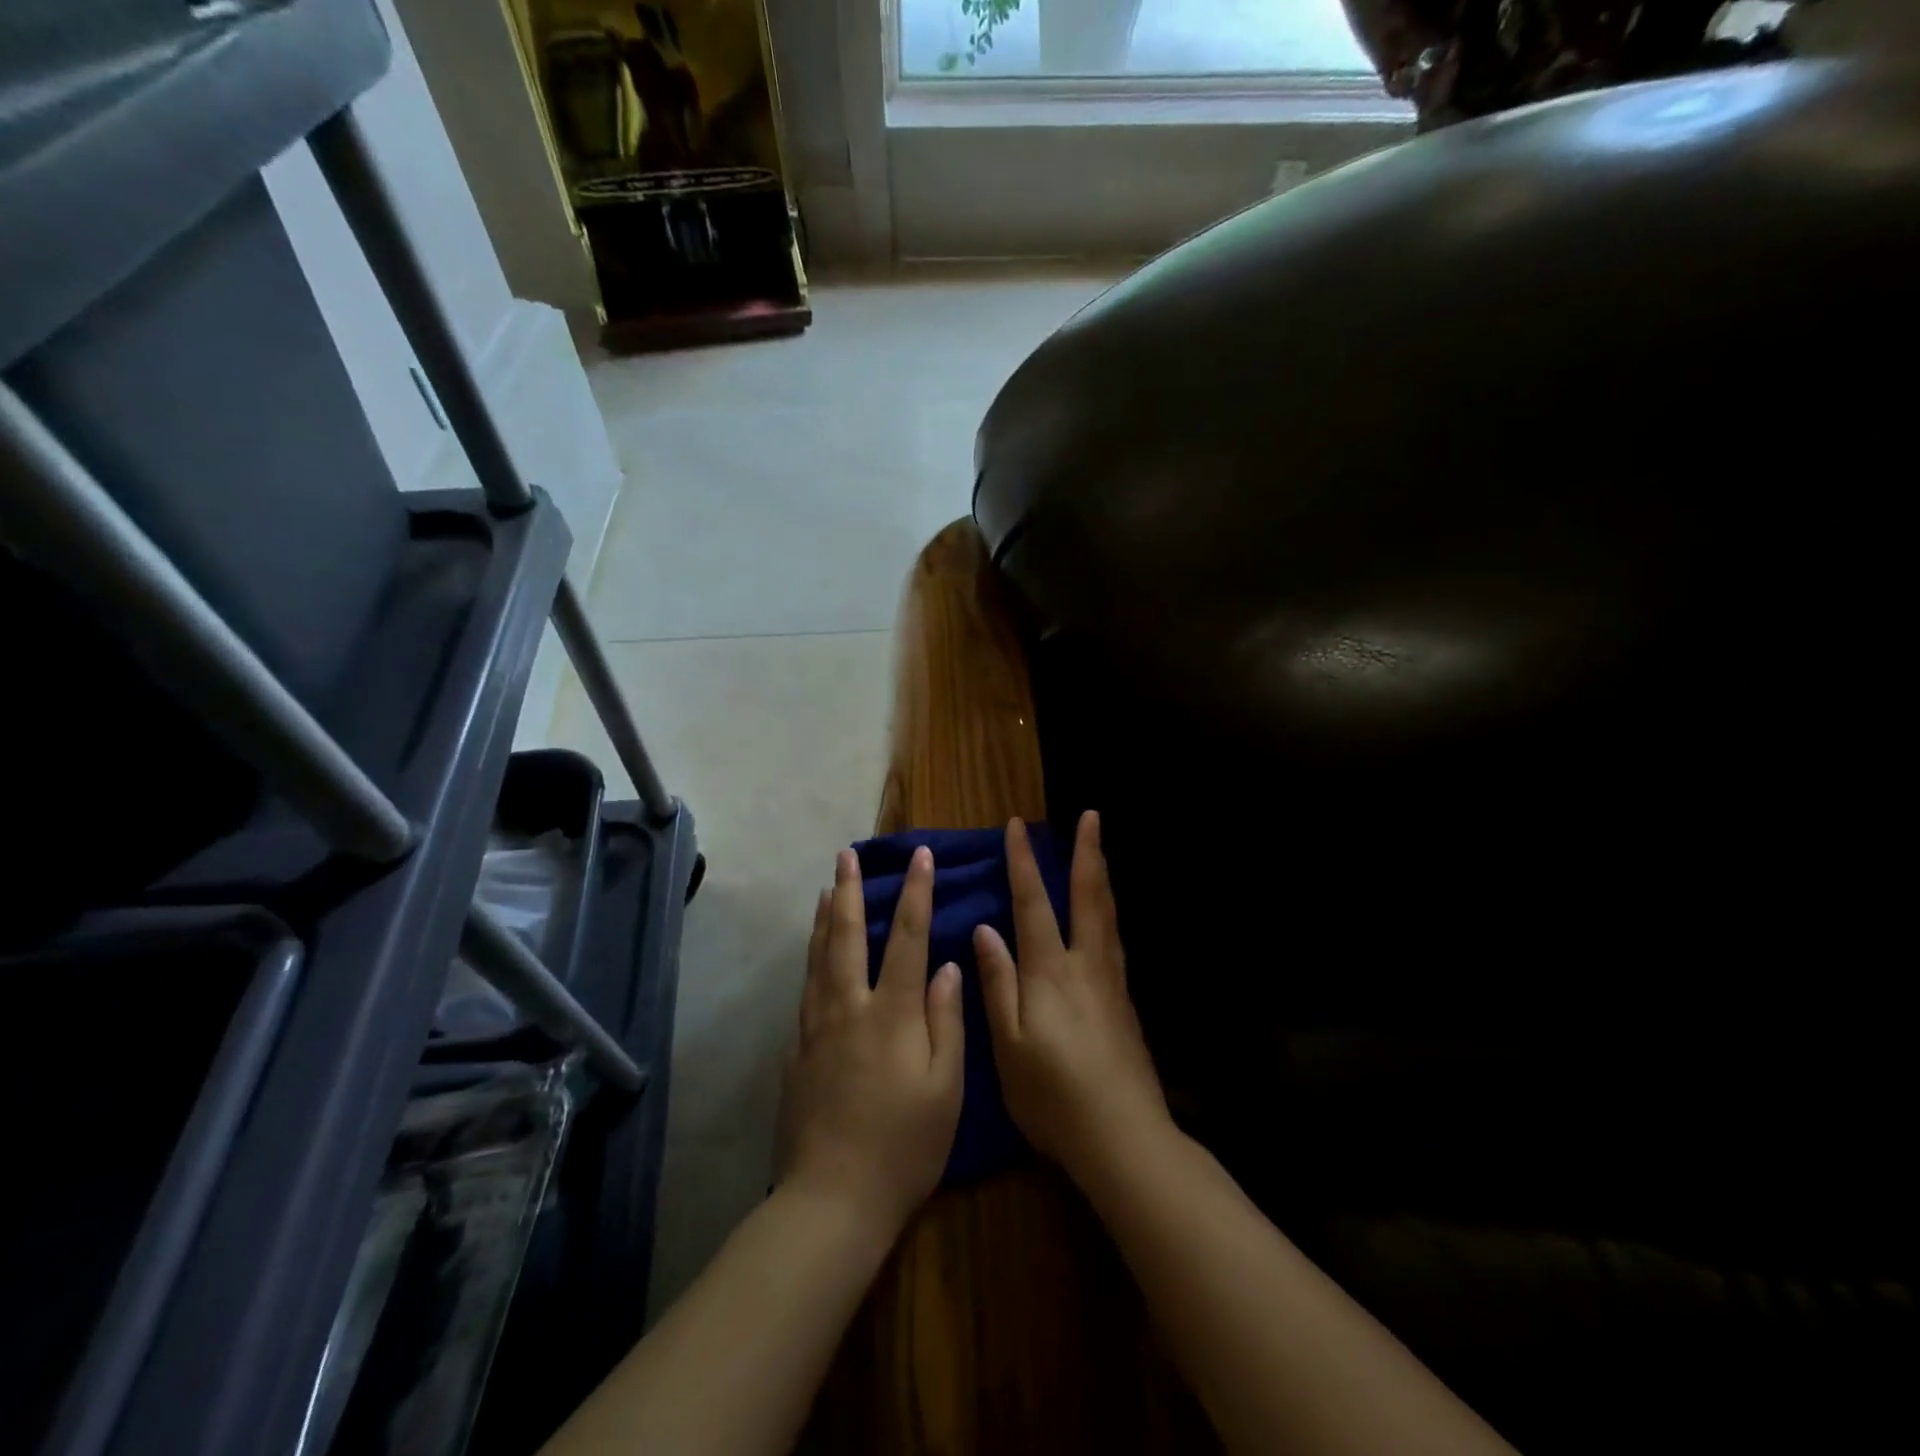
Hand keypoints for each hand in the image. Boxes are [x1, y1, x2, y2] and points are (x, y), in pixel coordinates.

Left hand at [777, 846, 963, 1239]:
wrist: (833, 1199)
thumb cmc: (904, 1147)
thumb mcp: (946, 1089)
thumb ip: (947, 1021)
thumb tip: (949, 967)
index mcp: (892, 1013)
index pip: (907, 937)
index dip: (916, 892)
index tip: (920, 856)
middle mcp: (849, 1008)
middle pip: (847, 935)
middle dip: (850, 890)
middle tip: (846, 854)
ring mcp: (817, 1028)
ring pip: (818, 957)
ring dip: (824, 917)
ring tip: (825, 887)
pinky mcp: (797, 1051)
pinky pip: (805, 989)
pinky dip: (809, 959)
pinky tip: (812, 953)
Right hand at [975, 813, 1167, 1184]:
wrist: (1123, 1136)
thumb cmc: (1053, 1096)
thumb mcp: (1008, 1045)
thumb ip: (998, 983)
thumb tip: (985, 930)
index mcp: (1050, 972)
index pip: (1033, 903)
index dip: (1023, 863)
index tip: (1016, 827)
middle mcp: (1085, 965)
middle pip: (1088, 896)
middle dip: (1086, 852)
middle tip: (1091, 815)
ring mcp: (1111, 981)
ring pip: (1107, 913)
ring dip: (1101, 874)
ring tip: (1099, 848)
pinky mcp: (1125, 1001)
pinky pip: (1115, 937)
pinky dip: (1109, 909)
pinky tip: (1107, 914)